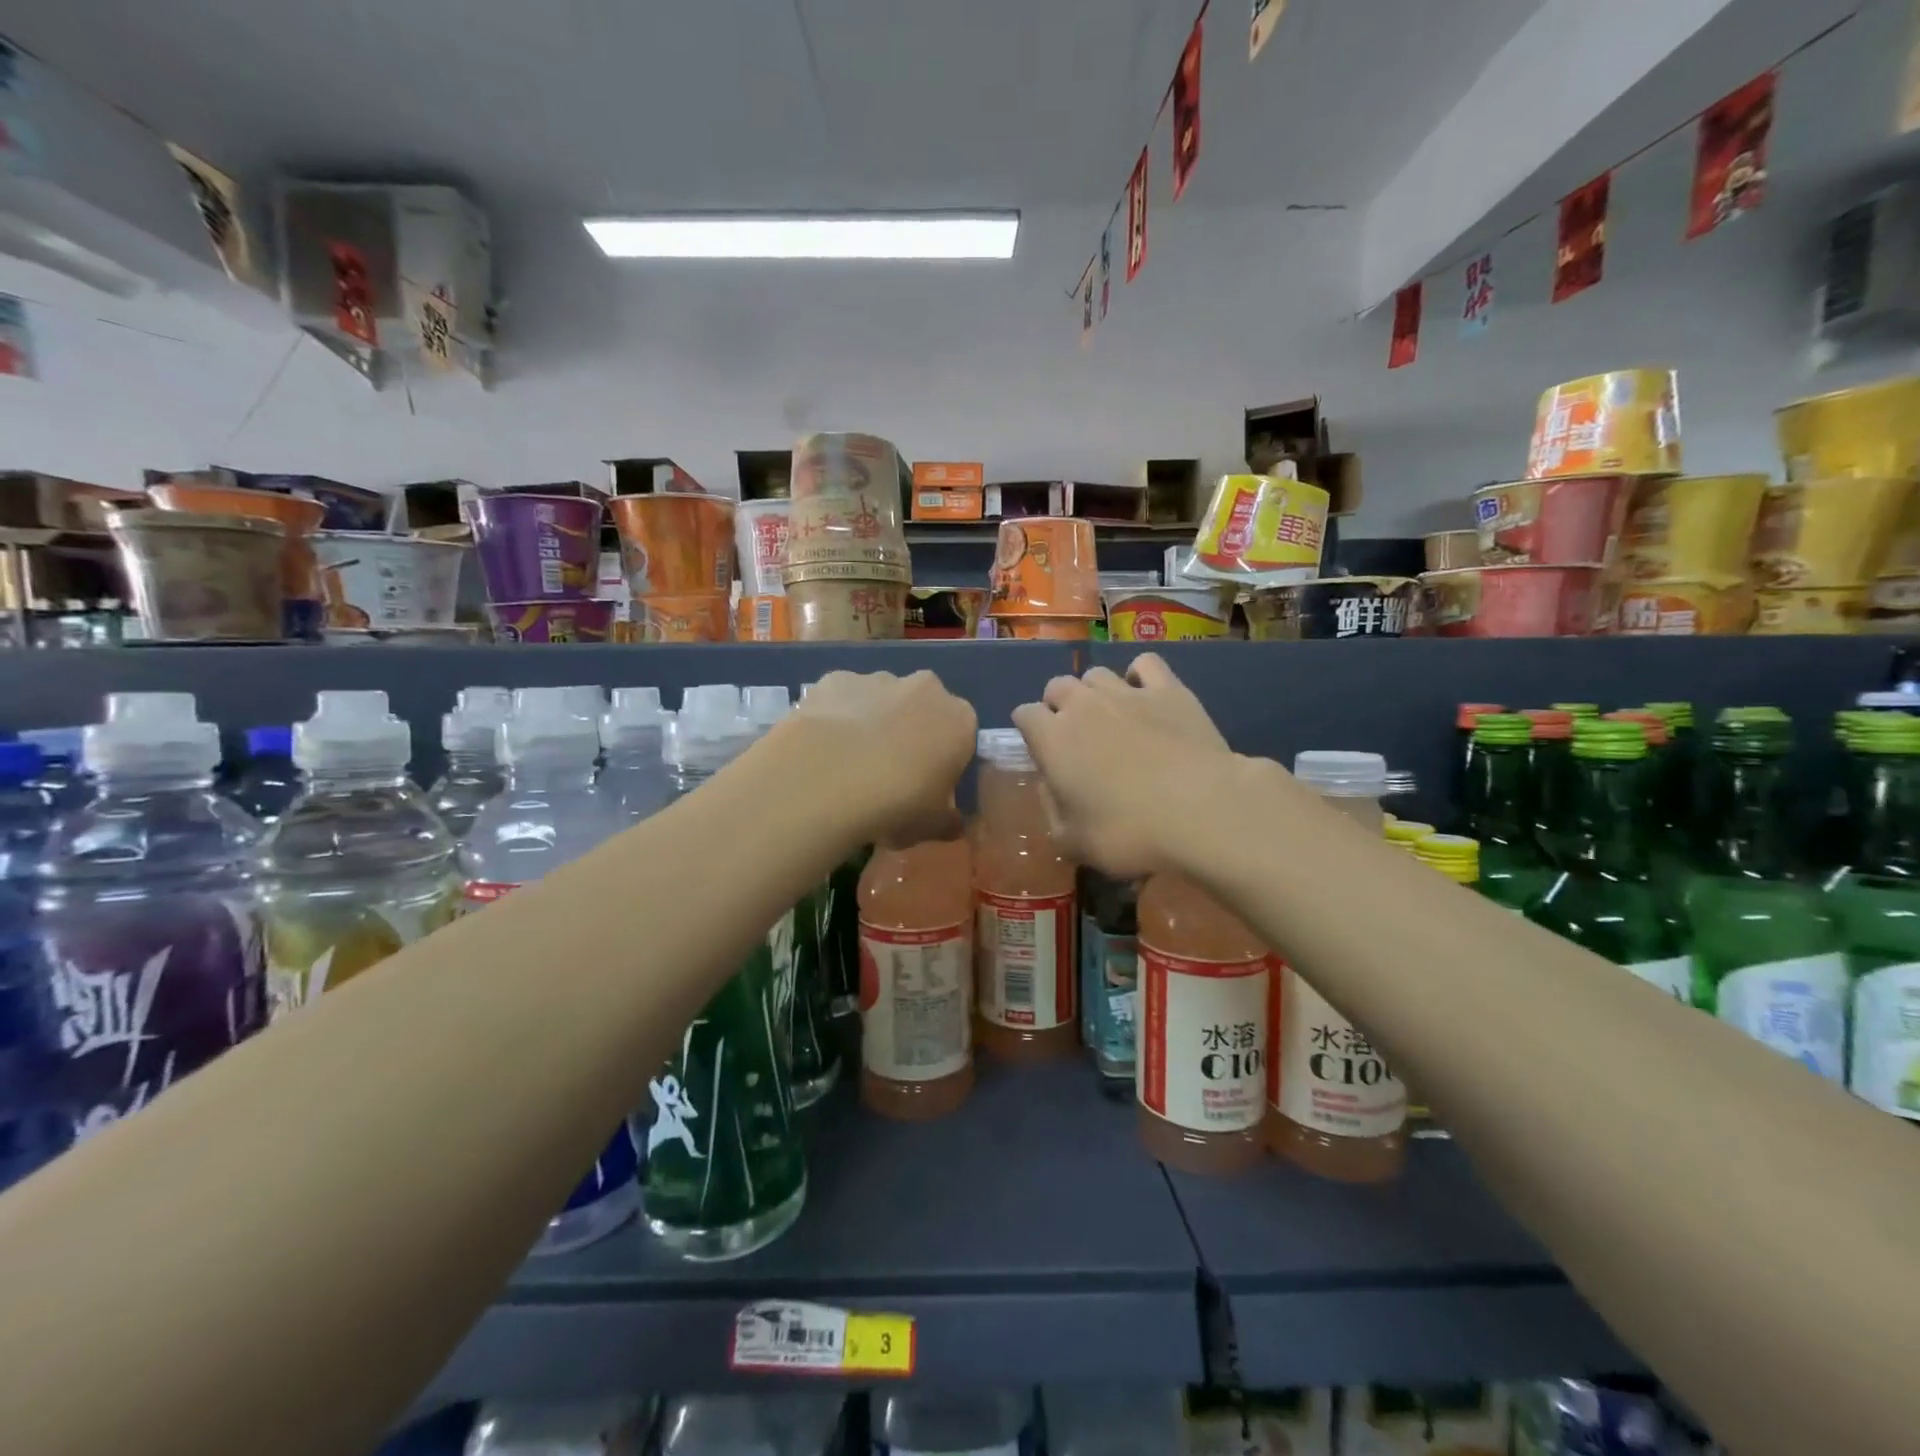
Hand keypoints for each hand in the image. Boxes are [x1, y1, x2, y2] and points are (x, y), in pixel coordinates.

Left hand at [792, 669, 976, 845]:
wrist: (826, 780)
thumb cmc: (895, 804)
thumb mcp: (931, 826)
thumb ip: (948, 821)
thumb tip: (953, 823)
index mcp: (960, 720)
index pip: (961, 737)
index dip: (944, 761)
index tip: (927, 786)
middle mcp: (925, 689)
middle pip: (922, 709)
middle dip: (910, 733)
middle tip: (888, 773)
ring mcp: (878, 679)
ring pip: (882, 699)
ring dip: (873, 722)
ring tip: (848, 763)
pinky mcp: (835, 679)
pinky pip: (842, 698)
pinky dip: (836, 716)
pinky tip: (822, 747)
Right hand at [1012, 654, 1244, 877]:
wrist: (1200, 811)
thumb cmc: (1128, 832)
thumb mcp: (1072, 841)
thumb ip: (1051, 809)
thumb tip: (1050, 786)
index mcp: (1052, 739)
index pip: (1024, 715)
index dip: (1029, 730)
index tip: (1042, 752)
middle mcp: (1083, 705)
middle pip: (1057, 686)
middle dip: (1058, 705)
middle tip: (1075, 736)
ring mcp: (1127, 693)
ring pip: (1096, 674)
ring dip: (1094, 692)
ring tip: (1109, 716)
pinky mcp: (1169, 690)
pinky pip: (1145, 665)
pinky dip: (1139, 675)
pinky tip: (1146, 695)